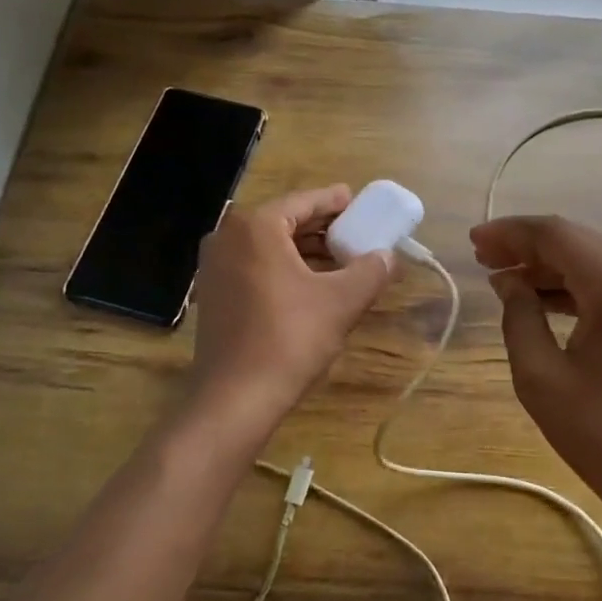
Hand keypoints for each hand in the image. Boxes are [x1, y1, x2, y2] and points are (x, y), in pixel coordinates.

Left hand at [185, 185, 394, 443]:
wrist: (234, 399)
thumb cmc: (289, 339)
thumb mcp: (341, 302)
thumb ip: (370, 271)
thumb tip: (388, 257)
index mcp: (255, 227)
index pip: (303, 201)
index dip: (334, 201)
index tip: (358, 202)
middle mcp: (227, 237)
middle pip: (284, 221)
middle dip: (321, 227)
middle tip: (355, 232)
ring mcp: (214, 267)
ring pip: (268, 246)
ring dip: (304, 250)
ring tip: (341, 260)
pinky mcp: (213, 295)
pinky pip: (254, 266)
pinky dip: (284, 268)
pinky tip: (312, 284)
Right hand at [470, 215, 601, 531]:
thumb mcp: (541, 377)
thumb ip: (519, 316)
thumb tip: (508, 281)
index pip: (556, 235)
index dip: (511, 233)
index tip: (474, 241)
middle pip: (576, 240)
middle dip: (526, 245)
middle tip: (483, 257)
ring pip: (591, 257)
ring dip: (547, 263)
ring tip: (502, 276)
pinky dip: (571, 283)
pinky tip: (539, 298)